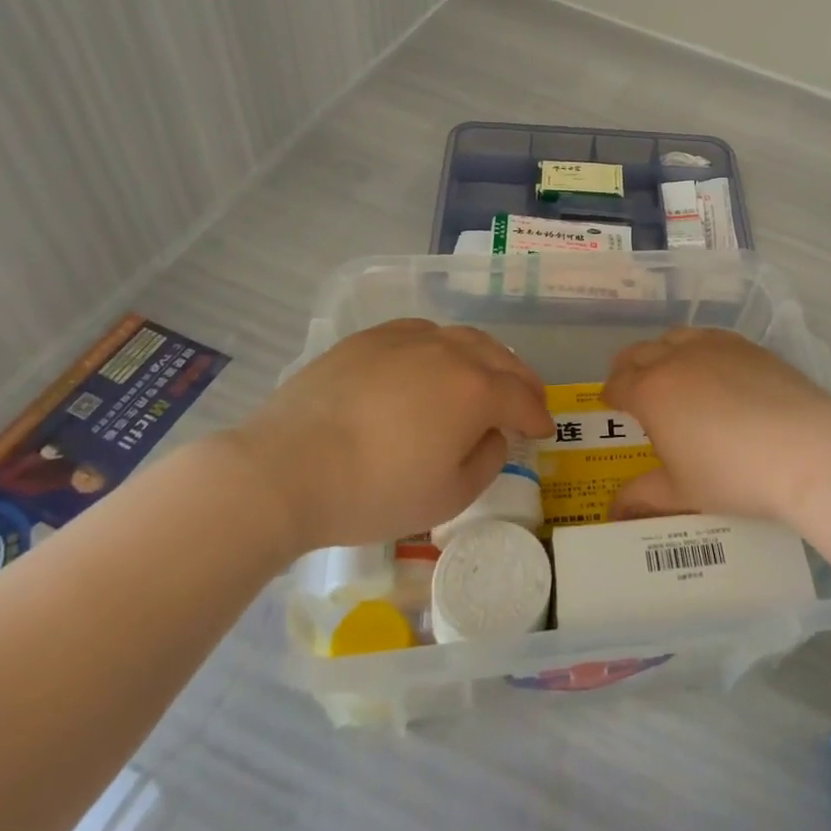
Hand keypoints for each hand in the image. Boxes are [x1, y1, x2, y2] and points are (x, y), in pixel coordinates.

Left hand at [223, 319, 551, 554]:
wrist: (286, 468)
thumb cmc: (374, 491)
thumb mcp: (447, 497)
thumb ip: (486, 460)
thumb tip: (492, 433)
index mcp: (476, 390)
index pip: (522, 397)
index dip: (538, 416)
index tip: (544, 430)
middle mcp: (451, 352)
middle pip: (501, 358)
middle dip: (521, 380)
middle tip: (529, 398)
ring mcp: (408, 339)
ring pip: (464, 338)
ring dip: (487, 357)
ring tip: (488, 374)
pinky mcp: (371, 338)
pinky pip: (423, 333)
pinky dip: (443, 346)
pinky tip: (435, 360)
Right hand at [602, 328, 830, 522]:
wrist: (803, 447)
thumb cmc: (732, 473)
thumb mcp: (682, 492)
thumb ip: (643, 497)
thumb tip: (614, 510)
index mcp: (651, 392)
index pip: (618, 384)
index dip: (611, 394)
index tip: (611, 403)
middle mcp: (675, 358)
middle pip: (639, 353)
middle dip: (627, 367)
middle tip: (629, 384)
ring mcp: (712, 346)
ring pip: (674, 337)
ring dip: (661, 351)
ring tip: (666, 369)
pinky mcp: (745, 345)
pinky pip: (708, 336)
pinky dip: (696, 346)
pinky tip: (709, 364)